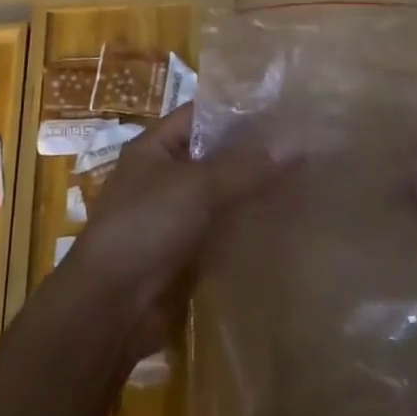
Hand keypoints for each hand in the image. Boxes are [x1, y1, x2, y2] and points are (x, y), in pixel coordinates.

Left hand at [68, 103, 288, 343]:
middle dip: (254, 154)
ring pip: (223, 196)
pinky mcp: (187, 253)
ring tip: (305, 181)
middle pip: (215, 156)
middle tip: (303, 146)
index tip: (281, 109)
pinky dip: (248, 228)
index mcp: (155, 147)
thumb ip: (244, 167)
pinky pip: (223, 231)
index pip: (201, 114)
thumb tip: (295, 148)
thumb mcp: (196, 186)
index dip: (237, 110)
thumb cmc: (146, 226)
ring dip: (254, 192)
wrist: (111, 306)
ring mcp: (176, 216)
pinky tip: (285, 224)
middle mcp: (165, 176)